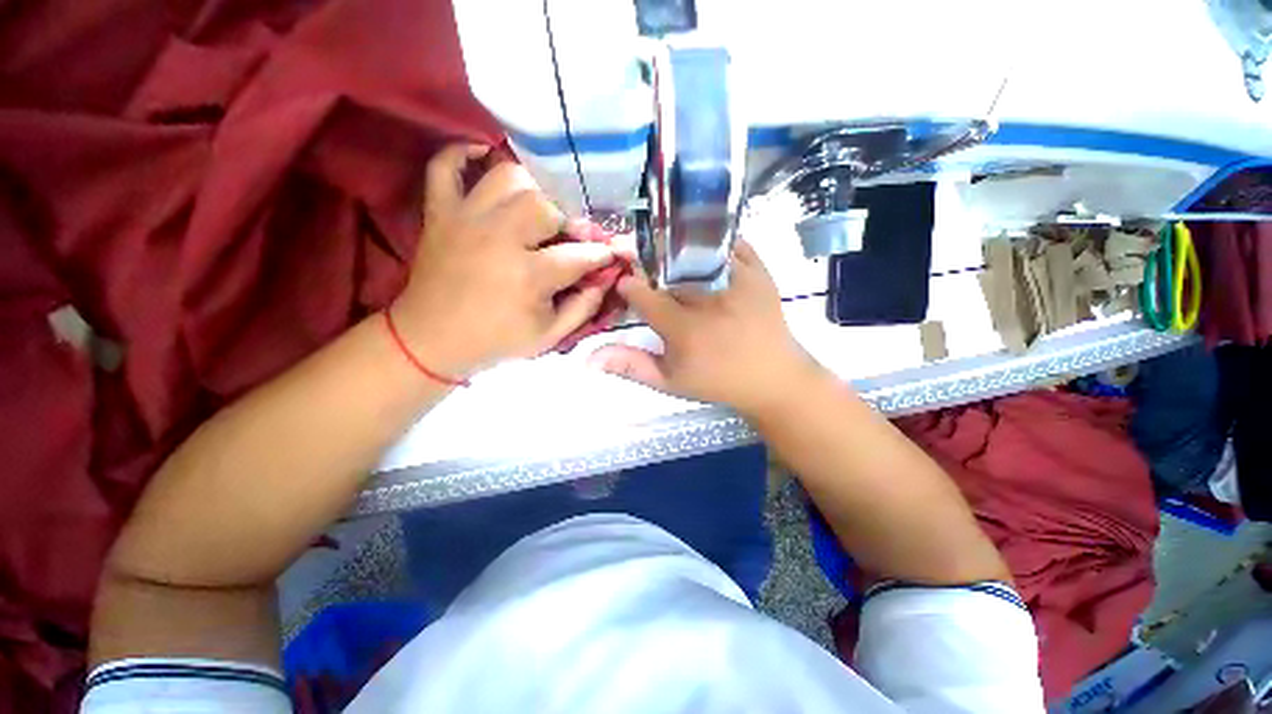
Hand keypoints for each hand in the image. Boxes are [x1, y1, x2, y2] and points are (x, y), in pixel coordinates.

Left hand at [391, 144, 616, 376]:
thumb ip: (583, 308)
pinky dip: (463, 154)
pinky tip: (485, 157)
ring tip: (540, 207)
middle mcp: (499, 238)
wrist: (432, 341)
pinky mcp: (439, 213)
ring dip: (532, 188)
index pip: (580, 254)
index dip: (602, 253)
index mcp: (528, 276)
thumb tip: (605, 279)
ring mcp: (465, 219)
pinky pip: (444, 165)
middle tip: (571, 235)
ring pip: (507, 176)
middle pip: (547, 205)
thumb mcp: (549, 337)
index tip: (613, 252)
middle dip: (569, 219)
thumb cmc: (496, 340)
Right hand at [588, 240, 825, 415]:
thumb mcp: (670, 382)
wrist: (772, 378)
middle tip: (649, 273)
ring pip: (694, 249)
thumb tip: (588, 359)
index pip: (642, 294)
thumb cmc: (717, 382)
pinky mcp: (759, 271)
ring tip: (672, 259)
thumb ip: (630, 366)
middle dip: (649, 266)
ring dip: (676, 250)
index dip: (628, 287)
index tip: (627, 288)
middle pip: (665, 268)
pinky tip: (703, 253)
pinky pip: (731, 243)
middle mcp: (708, 299)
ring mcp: (736, 281)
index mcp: (684, 329)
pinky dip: (713, 242)